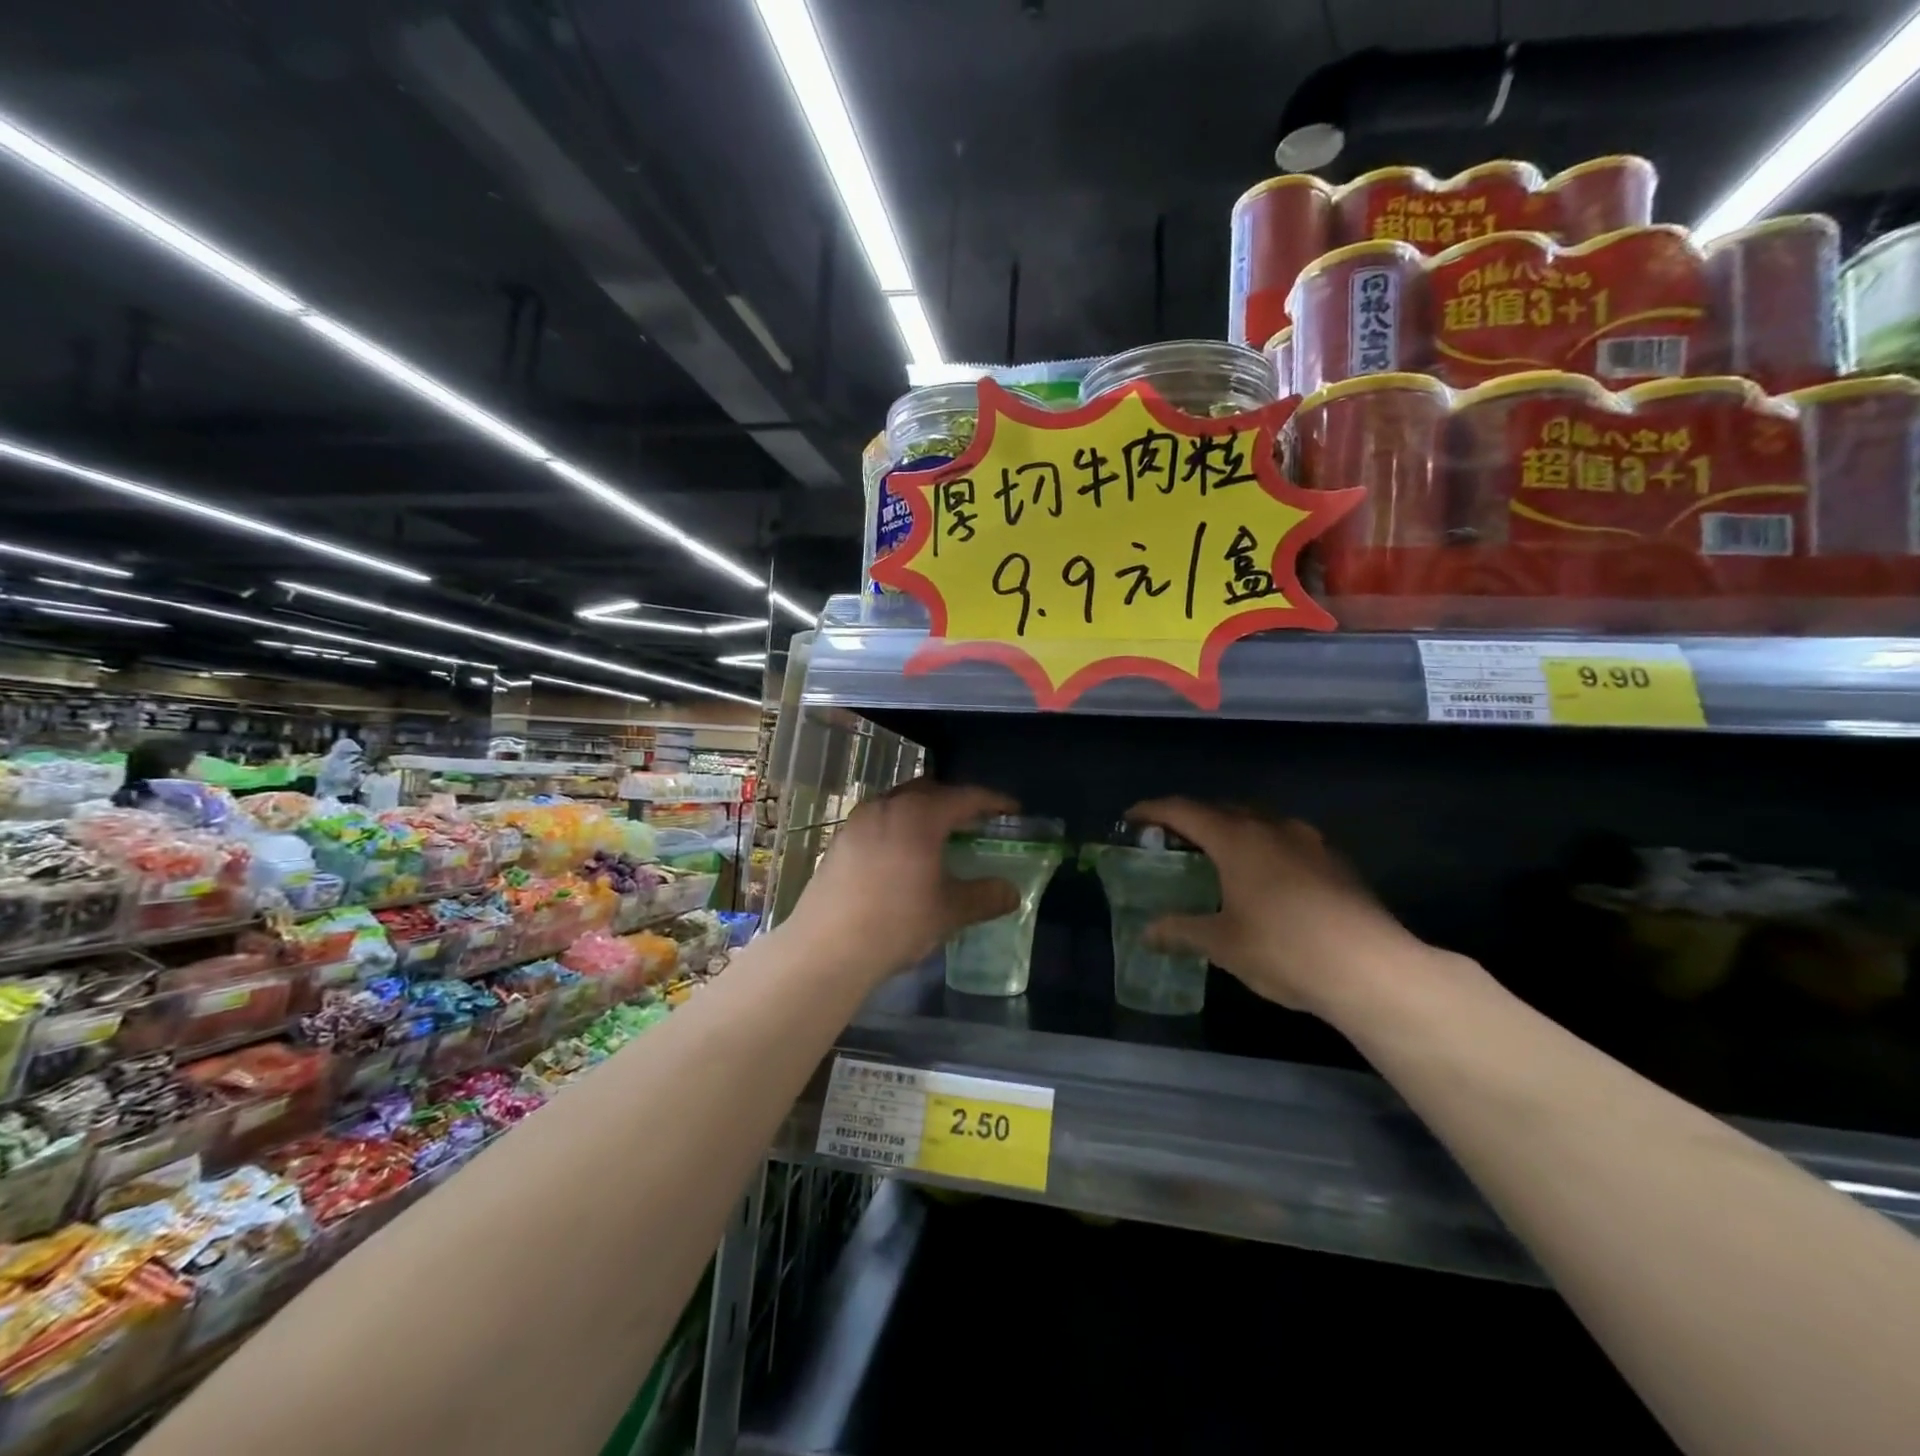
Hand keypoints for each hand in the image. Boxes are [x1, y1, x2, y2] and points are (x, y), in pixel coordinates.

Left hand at [784, 780, 1020, 986]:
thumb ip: (984, 896)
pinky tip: (902, 857)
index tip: (1012, 810)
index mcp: (919, 815)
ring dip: (922, 813)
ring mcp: (857, 821)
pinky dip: (898, 828)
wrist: (826, 949)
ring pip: (899, 803)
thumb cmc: (896, 922)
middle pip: (929, 790)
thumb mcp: (949, 911)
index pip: (965, 796)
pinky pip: (878, 821)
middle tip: (975, 822)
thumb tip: (1011, 892)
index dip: (993, 801)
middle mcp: (887, 806)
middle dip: (954, 801)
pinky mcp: (839, 841)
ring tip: (938, 838)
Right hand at [1126, 799, 1430, 1017]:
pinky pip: (1286, 840)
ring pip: (1258, 822)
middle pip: (1221, 809)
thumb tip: (1148, 932)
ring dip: (1231, 831)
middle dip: (1192, 819)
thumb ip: (1181, 931)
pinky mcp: (1335, 860)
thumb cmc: (1284, 949)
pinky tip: (1265, 880)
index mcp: (1236, 838)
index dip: (1153, 811)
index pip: (1183, 810)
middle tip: (1171, 841)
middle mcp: (1271, 826)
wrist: (1372, 969)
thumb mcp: (1223, 944)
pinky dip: (1262, 848)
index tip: (1132, 818)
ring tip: (1217, 858)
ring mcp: (1309, 840)